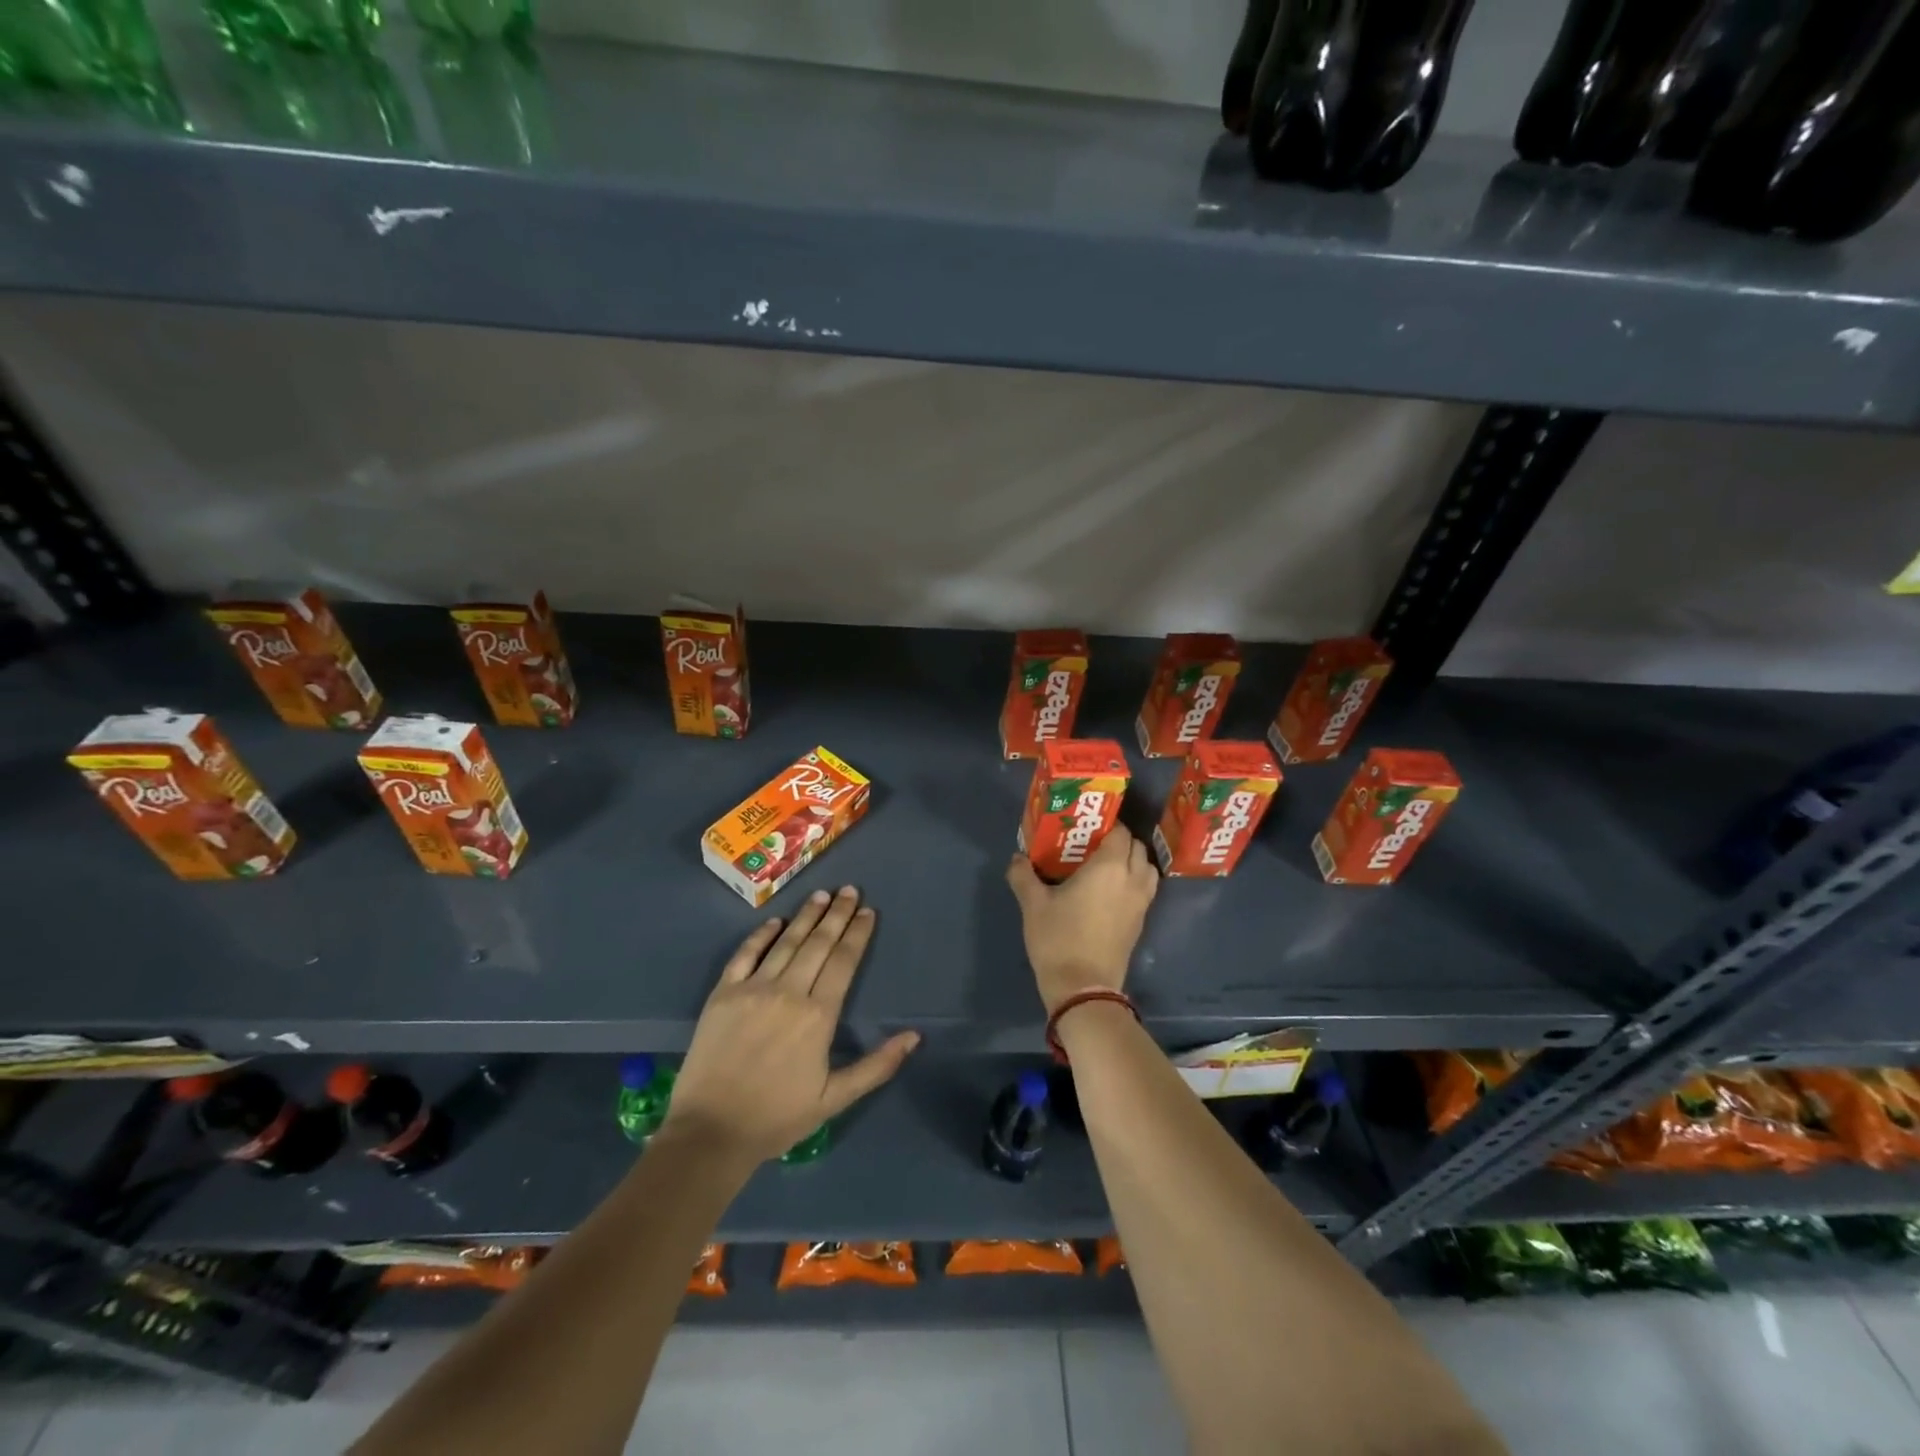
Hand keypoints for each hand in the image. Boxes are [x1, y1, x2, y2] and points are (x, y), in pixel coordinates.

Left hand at [663, 886, 918, 1164]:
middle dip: (837, 914)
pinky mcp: (723, 993)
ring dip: (806, 916)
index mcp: (819, 1015)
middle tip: (849, 890)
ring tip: (821, 894)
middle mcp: (789, 992)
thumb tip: (913, 1037)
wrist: (710, 1133)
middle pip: (818, 943)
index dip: (857, 933)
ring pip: (787, 942)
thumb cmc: (777, 1118)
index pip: (844, 961)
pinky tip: (775, 921)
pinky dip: (761, 935)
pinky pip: (745, 954)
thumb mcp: (834, 1099)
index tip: (868, 911)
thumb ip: (876, 1066)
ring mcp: (753, 989)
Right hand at [1005, 824, 1158, 1014]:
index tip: (1087, 827)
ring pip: (1147, 869)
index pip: (1120, 832)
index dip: (1107, 824)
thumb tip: (1017, 858)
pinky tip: (1109, 892)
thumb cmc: (1059, 939)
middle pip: (1137, 848)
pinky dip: (1133, 882)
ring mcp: (1140, 903)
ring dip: (1132, 861)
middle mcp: (1131, 880)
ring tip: (1106, 866)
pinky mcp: (1140, 923)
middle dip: (1120, 841)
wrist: (1083, 988)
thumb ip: (1023, 875)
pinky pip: (1144, 890)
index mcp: (1109, 867)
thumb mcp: (1033, 905)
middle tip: (1093, 845)